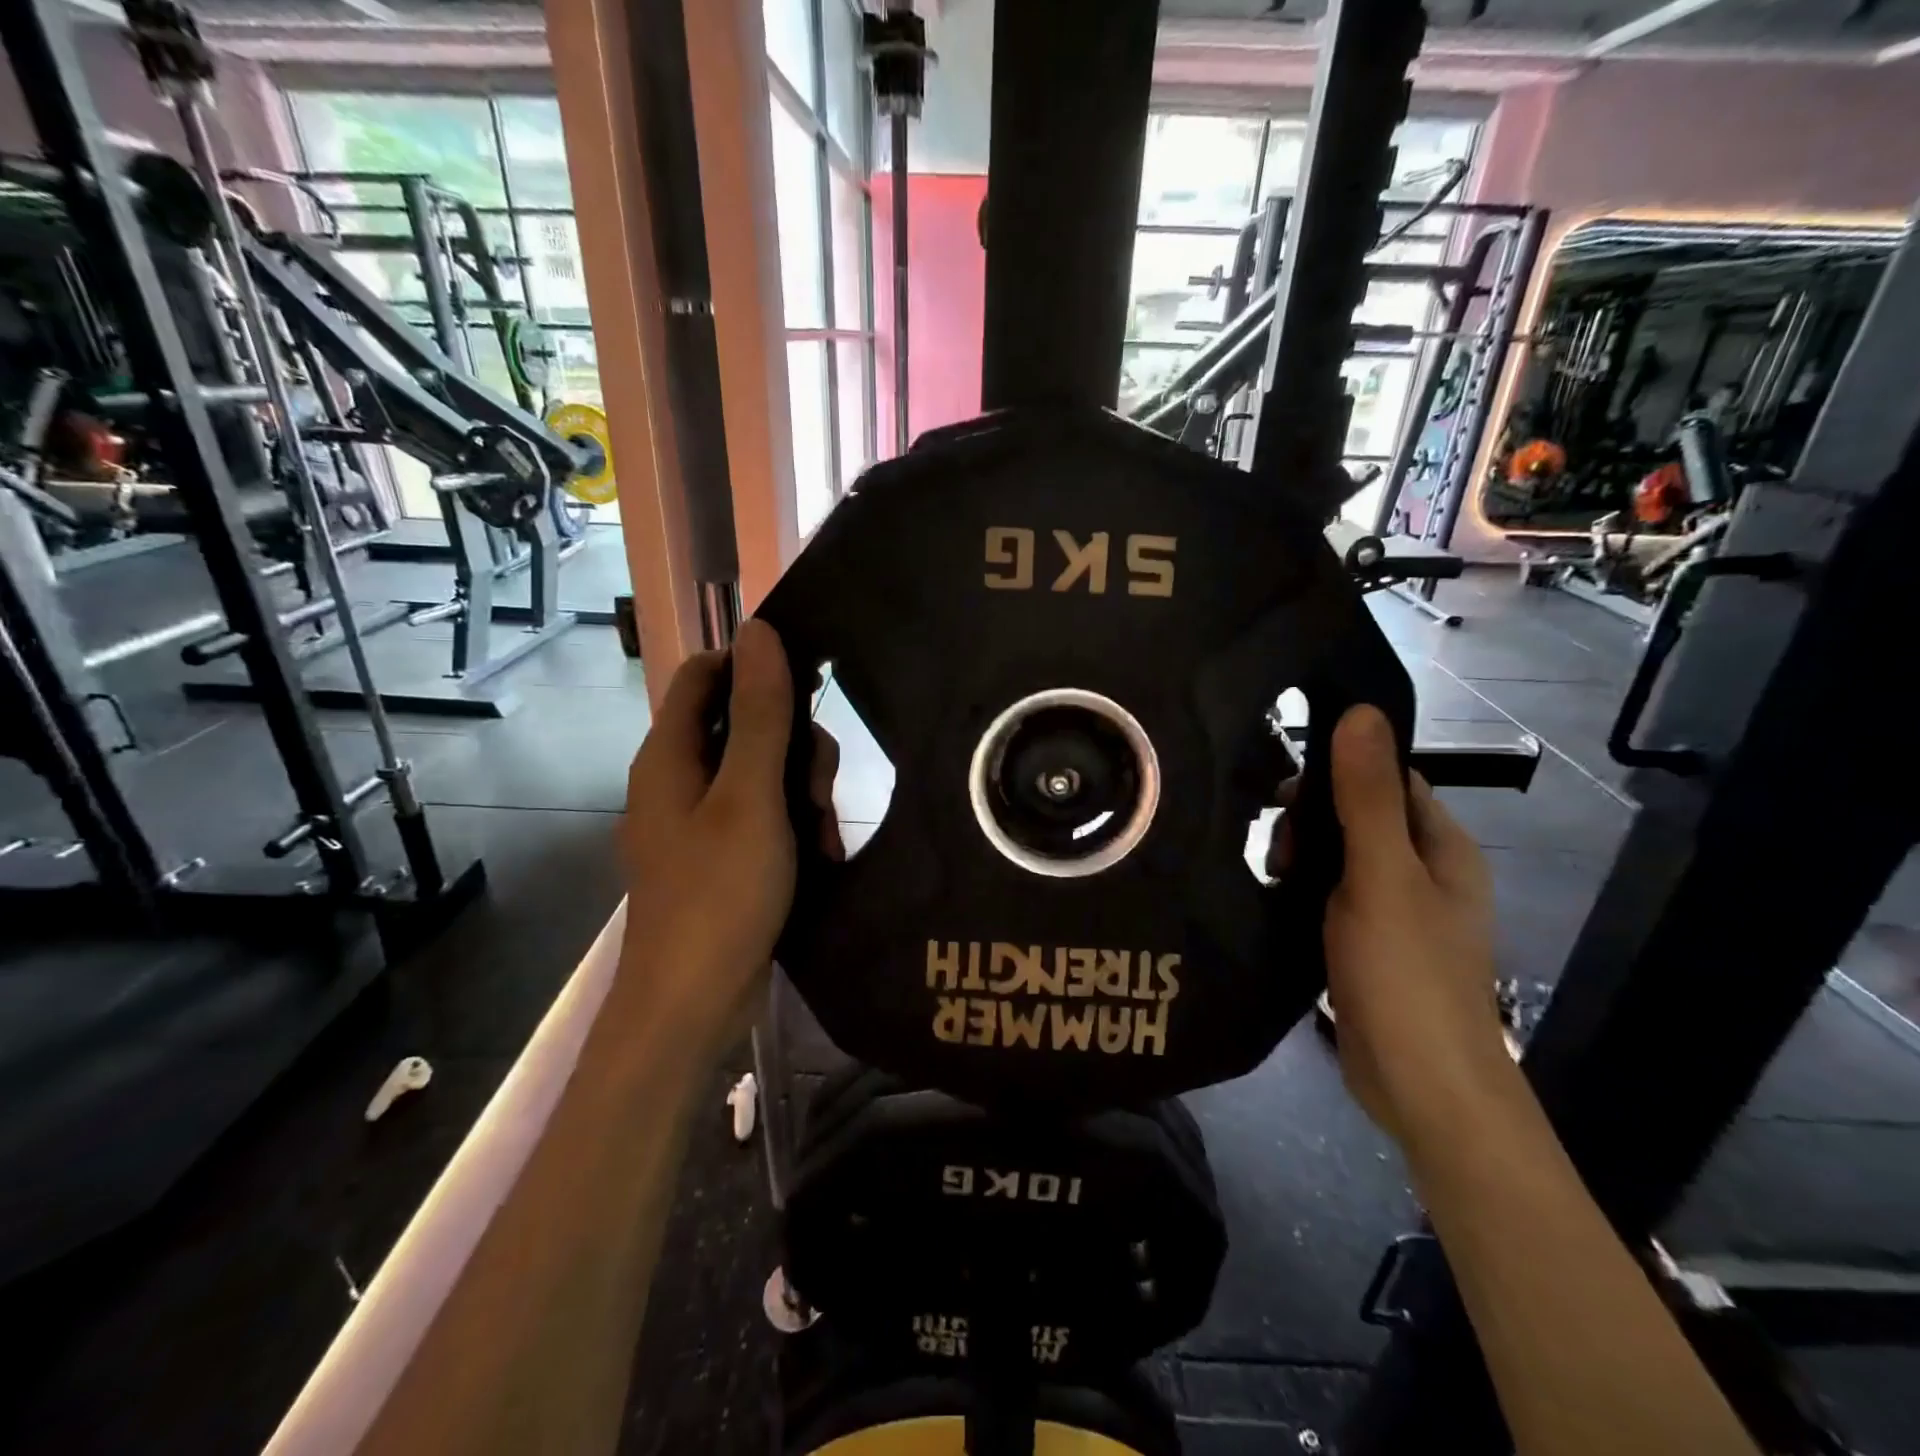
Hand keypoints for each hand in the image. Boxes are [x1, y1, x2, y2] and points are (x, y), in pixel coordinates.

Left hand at [620, 620, 837, 1059]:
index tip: (810, 688)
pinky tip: (819, 853)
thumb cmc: (720, 893)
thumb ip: (760, 714)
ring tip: (824, 833)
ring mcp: (698, 821)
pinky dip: (791, 824)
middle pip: (742, 725)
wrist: (694, 1003)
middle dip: (793, 745)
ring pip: (759, 772)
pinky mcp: (719, 855)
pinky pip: (760, 815)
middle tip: (820, 788)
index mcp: (670, 756)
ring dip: (801, 791)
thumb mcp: (751, 797)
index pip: (706, 675)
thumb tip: (758, 631)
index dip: (755, 668)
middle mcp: (678, 780)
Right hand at [1317, 706, 1507, 1145]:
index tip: (1285, 793)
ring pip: (1341, 859)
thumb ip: (1366, 796)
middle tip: (1277, 851)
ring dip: (1304, 858)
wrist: (1422, 1086)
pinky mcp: (1369, 945)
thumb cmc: (1407, 973)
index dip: (1337, 774)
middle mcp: (1425, 873)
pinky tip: (1275, 900)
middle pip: (1360, 817)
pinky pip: (1332, 897)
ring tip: (1271, 877)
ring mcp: (1397, 912)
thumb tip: (1361, 711)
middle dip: (1312, 822)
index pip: (1389, 780)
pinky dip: (1304, 890)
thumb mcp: (1382, 875)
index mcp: (1442, 848)